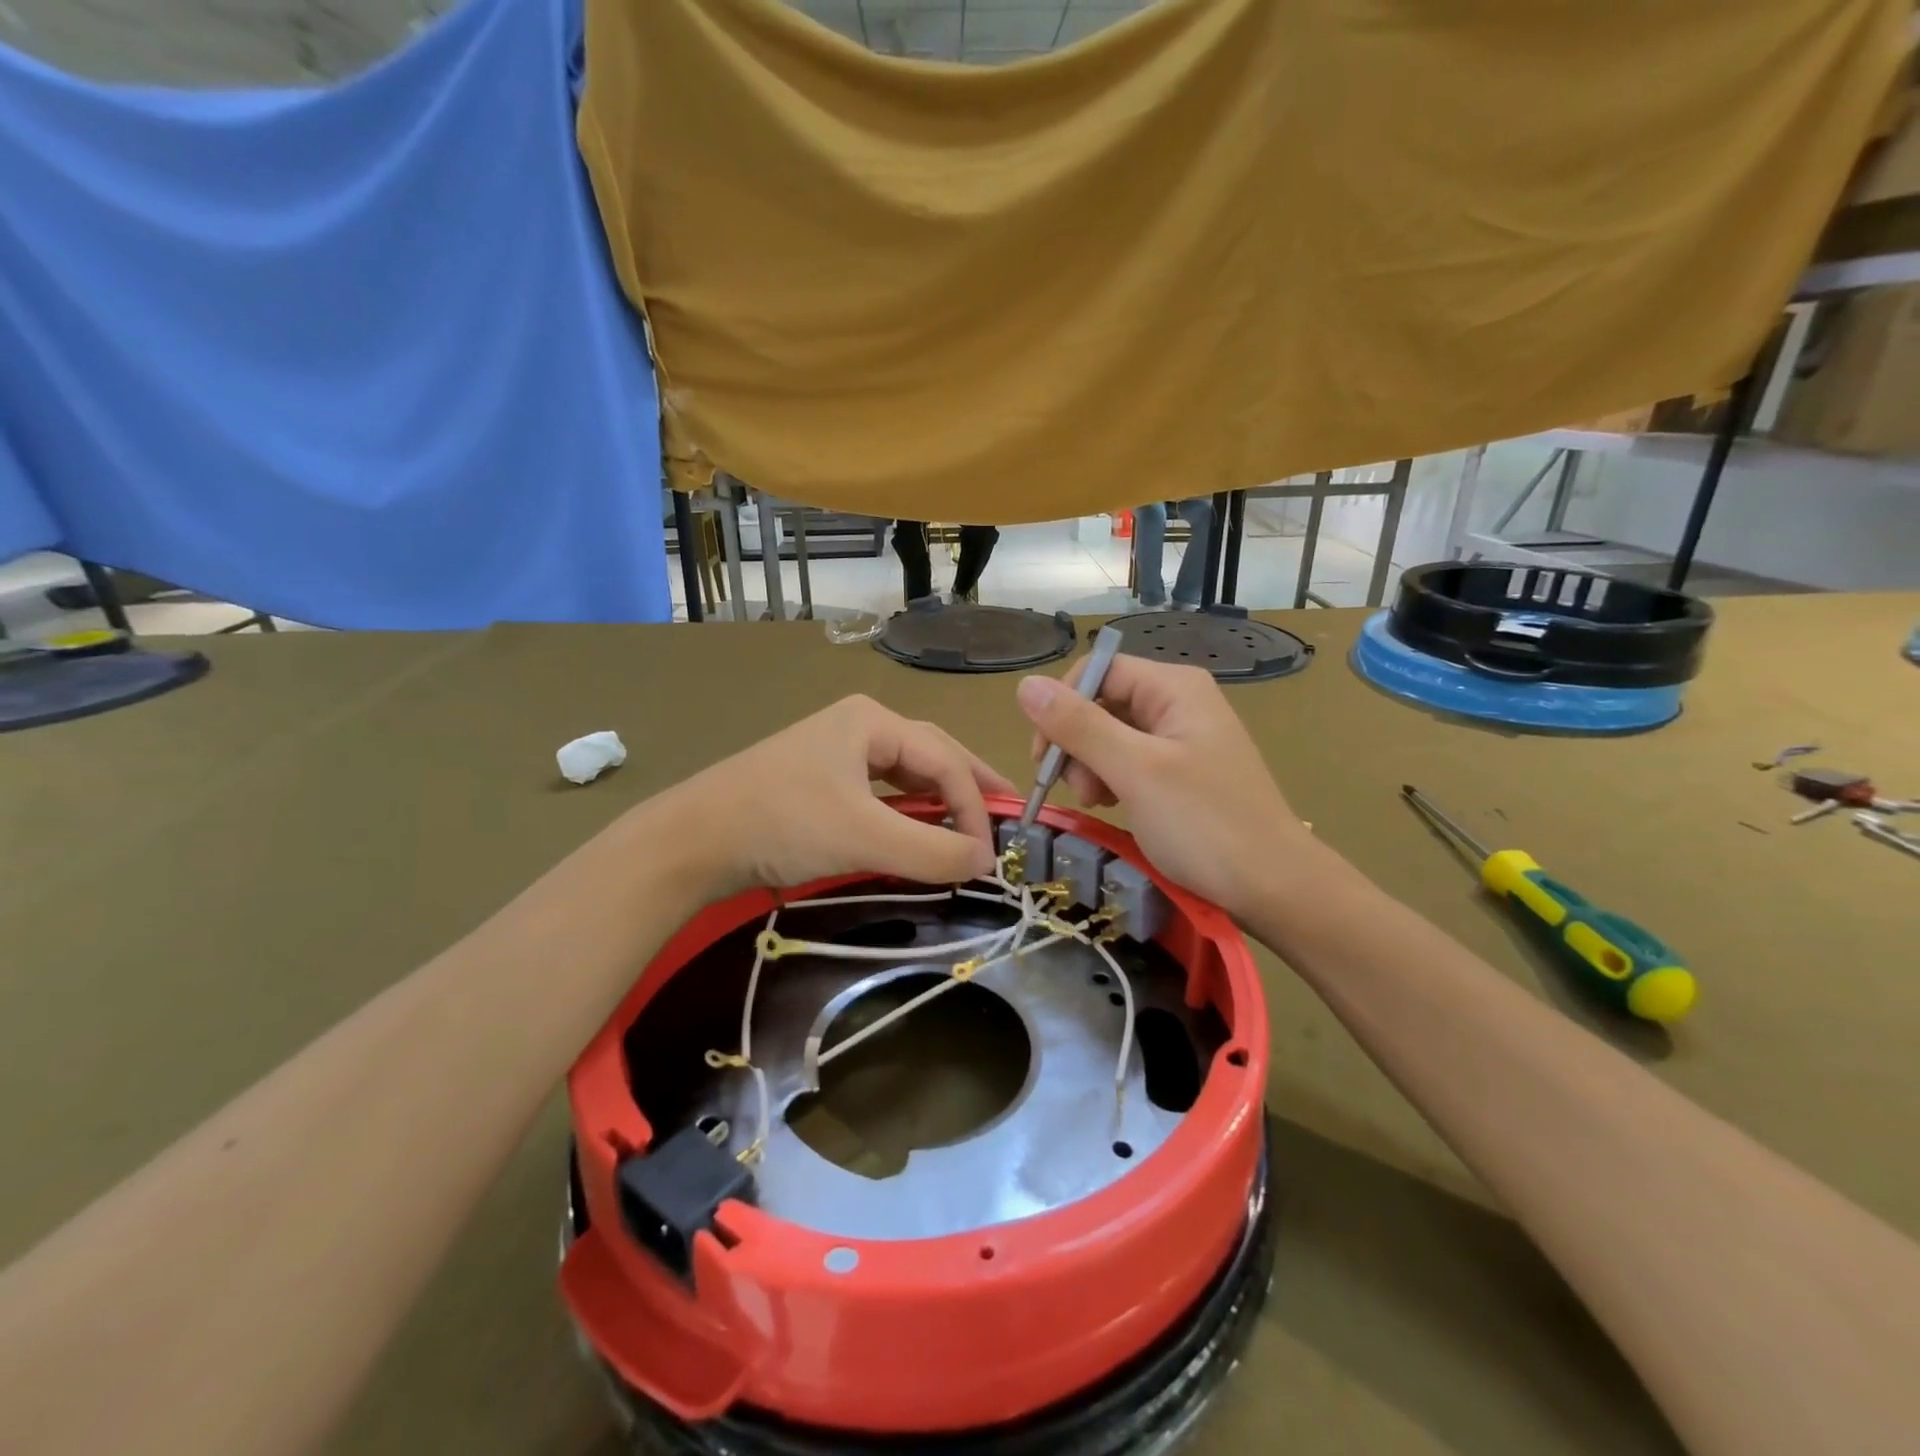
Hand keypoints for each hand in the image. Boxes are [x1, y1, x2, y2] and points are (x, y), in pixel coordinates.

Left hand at [663, 695, 1013, 898]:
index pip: (945, 760)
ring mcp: (836, 750)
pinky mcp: (820, 779)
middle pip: (931, 754)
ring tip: (974, 819)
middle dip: (970, 786)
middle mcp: (859, 725)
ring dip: (940, 798)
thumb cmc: (783, 823)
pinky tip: (920, 826)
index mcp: (873, 720)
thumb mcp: (864, 837)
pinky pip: (880, 790)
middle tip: (1007, 813)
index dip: (975, 805)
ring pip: (906, 772)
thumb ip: (933, 849)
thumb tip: (986, 861)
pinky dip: (908, 810)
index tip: (990, 854)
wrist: (693, 839)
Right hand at [1015, 658, 1308, 918]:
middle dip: (1077, 743)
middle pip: (1102, 702)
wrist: (1274, 887)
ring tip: (1098, 803)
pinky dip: (1112, 780)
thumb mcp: (1135, 771)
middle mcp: (1179, 702)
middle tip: (1078, 791)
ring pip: (1111, 734)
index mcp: (1174, 687)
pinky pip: (1130, 760)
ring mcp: (1183, 737)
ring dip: (1091, 766)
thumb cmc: (1205, 824)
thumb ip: (1079, 726)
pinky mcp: (1183, 770)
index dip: (1062, 707)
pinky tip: (1113, 806)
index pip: (1097, 671)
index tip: (1044, 758)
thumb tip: (1025, 684)